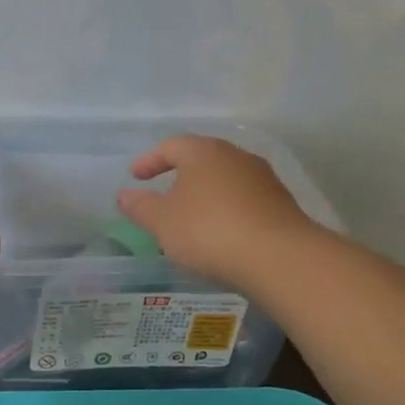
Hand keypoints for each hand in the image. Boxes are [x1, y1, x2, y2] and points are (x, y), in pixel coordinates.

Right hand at [115, 135, 316, 286]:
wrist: (280, 258)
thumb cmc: (209, 231)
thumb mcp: (163, 222)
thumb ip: (141, 207)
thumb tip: (123, 195)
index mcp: (204, 152)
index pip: (171, 146)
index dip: (150, 160)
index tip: (135, 176)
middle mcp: (236, 156)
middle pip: (202, 159)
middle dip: (180, 174)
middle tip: (163, 193)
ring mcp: (263, 179)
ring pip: (225, 179)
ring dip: (206, 194)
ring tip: (191, 217)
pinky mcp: (281, 204)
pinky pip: (244, 200)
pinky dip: (227, 210)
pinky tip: (221, 232)